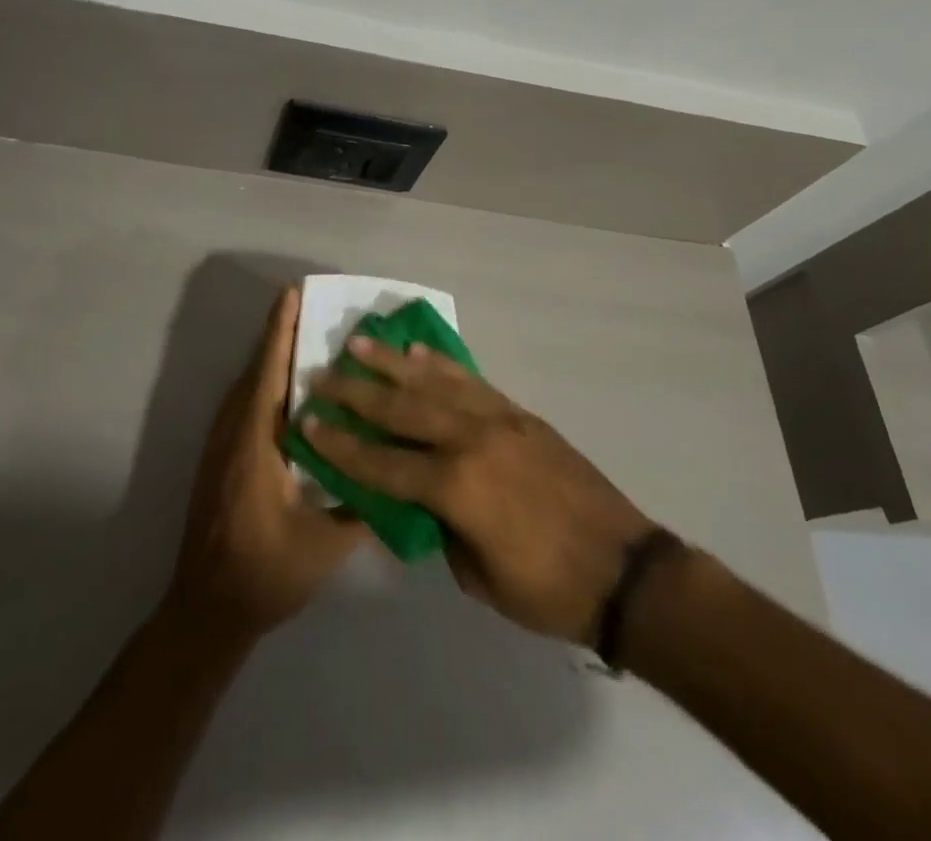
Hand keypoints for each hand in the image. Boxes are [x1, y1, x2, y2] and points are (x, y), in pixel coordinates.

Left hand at [164, 287, 367, 642]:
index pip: (268, 373)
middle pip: (257, 371)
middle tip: (312, 306)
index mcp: (254, 444)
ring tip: (306, 338)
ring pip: (248, 388)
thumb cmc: (265, 574)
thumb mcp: (324, 545)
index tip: (292, 293)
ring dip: (272, 358)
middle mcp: (232, 434)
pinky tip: (291, 392)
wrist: (205, 612)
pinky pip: (244, 406)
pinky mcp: (220, 459)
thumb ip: (362, 507)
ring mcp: (221, 446)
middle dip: (280, 335)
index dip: (280, 331)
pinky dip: (265, 384)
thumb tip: (399, 474)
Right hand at [302, 337, 655, 644]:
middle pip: (401, 409)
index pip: (382, 463)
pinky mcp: (519, 414)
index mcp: (455, 487)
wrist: (623, 568)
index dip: (342, 445)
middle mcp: (470, 441)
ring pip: (433, 382)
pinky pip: (471, 381)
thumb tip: (420, 500)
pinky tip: (420, 352)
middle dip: (356, 392)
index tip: (308, 422)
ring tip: (359, 342)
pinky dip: (441, 365)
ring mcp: (497, 420)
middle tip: (321, 373)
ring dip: (393, 362)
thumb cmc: (547, 589)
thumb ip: (441, 530)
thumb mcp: (478, 576)